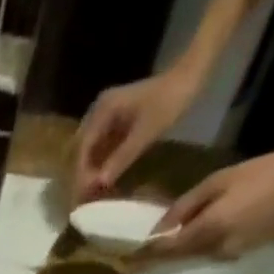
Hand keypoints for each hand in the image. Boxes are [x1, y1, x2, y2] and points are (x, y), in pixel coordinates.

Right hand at [72, 69, 200, 203]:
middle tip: (85, 198)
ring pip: (91, 150)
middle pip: (82, 150)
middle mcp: (98, 113)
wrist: (192, 75)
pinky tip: (105, 178)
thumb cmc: (170, 101)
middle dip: (83, 174)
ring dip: (91, 170)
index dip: (81, 173)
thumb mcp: (146, 132)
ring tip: (93, 192)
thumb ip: (121, 158)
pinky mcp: (116, 121)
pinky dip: (102, 163)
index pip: (82, 148)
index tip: (83, 195)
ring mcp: (107, 116)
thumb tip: (98, 184)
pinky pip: (102, 146)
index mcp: (102, 111)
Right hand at [148, 139, 273, 259]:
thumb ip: (184, 238)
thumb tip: (150, 251)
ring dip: (210, 248)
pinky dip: (236, 244)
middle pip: (192, 224)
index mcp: (205, 189)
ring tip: (203, 272)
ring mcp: (248, 197)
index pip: (169, 219)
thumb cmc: (268, 196)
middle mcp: (222, 191)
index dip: (157, 240)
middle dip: (182, 246)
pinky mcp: (272, 204)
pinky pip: (242, 230)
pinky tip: (236, 257)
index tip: (145, 265)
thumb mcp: (219, 221)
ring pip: (217, 229)